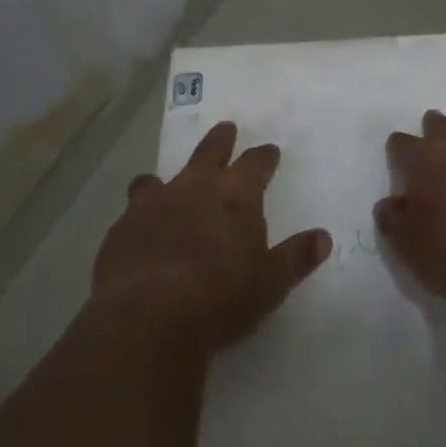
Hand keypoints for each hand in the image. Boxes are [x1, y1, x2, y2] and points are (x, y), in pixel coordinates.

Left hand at [93, 121, 331, 349]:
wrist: (147, 317)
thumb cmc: (220, 298)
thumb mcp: (270, 283)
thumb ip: (295, 257)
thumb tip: (323, 238)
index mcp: (236, 194)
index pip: (256, 163)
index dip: (264, 157)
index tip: (270, 152)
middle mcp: (195, 187)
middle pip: (210, 151)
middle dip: (221, 140)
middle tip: (226, 129)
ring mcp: (154, 203)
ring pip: (160, 178)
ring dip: (167, 179)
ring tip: (164, 183)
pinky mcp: (122, 228)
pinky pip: (132, 211)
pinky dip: (140, 215)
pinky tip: (139, 232)